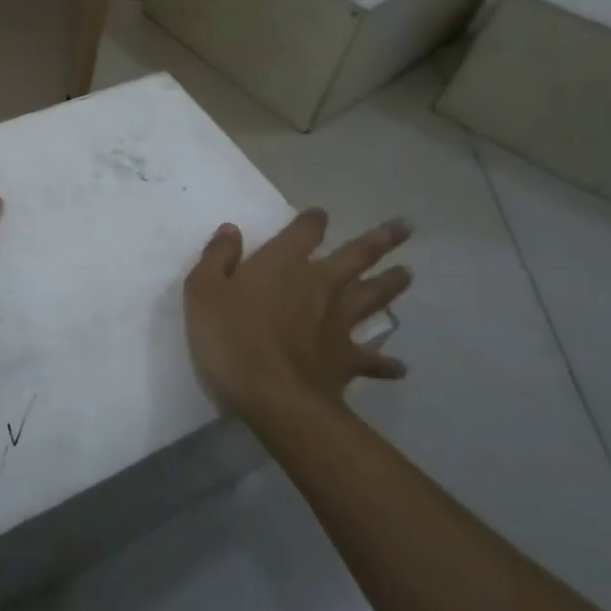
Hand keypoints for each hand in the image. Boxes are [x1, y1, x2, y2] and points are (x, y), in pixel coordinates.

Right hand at [183, 208, 412, 419]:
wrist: (274, 396)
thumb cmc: (231, 337)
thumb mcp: (203, 290)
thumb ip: (218, 257)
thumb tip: (231, 230)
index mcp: (283, 263)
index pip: (304, 231)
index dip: (313, 221)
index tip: (320, 215)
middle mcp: (319, 284)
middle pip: (356, 256)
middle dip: (379, 240)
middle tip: (404, 227)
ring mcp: (338, 321)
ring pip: (372, 296)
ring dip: (391, 284)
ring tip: (408, 273)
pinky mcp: (347, 359)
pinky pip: (372, 360)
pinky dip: (386, 363)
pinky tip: (400, 367)